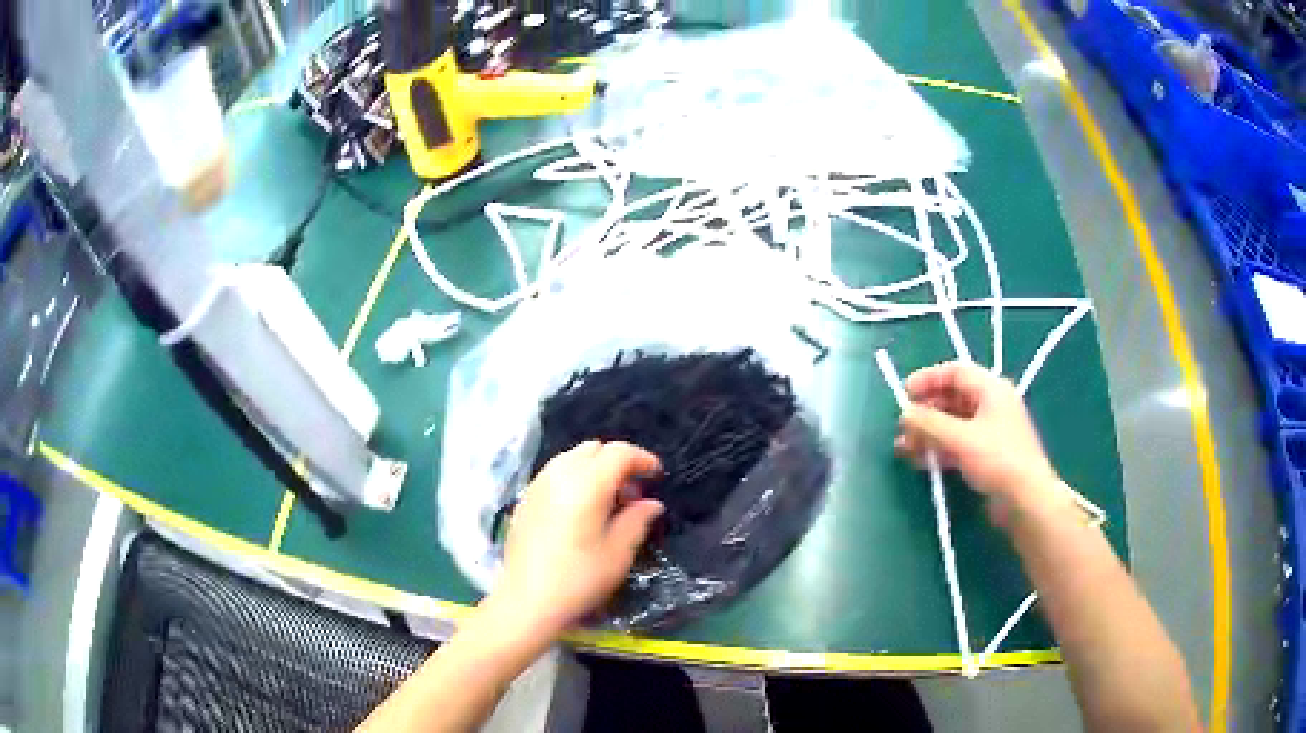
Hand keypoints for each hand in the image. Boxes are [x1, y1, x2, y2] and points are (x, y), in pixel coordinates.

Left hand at [491, 440, 663, 637]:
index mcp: (587, 484)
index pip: (619, 453)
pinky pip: (554, 474)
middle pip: (593, 449)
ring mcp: (537, 485)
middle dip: (617, 461)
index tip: (656, 476)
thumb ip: (636, 520)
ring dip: (594, 469)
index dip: (642, 459)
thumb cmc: (579, 579)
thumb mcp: (618, 553)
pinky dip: (573, 479)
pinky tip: (580, 510)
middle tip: (632, 492)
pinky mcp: (524, 499)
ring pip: (571, 458)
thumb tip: (651, 503)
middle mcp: (559, 475)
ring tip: (607, 501)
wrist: (527, 601)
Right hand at [894, 361, 1060, 516]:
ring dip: (929, 433)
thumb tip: (904, 415)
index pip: (955, 372)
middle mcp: (992, 405)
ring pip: (954, 424)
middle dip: (926, 411)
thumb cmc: (997, 459)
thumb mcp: (959, 438)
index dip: (928, 379)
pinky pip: (959, 444)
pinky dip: (940, 449)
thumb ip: (929, 424)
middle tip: (903, 427)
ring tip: (904, 448)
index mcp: (991, 389)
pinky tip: (921, 461)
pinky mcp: (989, 455)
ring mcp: (991, 431)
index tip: (904, 394)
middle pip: (953, 398)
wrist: (1026, 500)